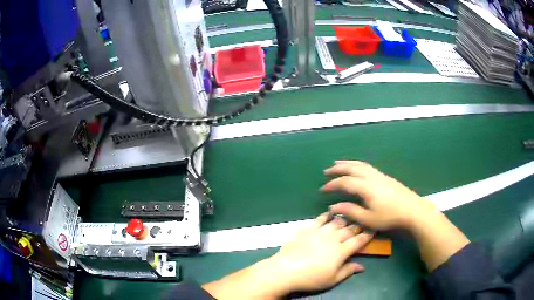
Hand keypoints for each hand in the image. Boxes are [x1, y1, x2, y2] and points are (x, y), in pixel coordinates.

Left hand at [203, 213, 373, 298]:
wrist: (286, 270)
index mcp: (341, 251)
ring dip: (344, 219)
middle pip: (349, 229)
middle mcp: (333, 238)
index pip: (358, 241)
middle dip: (358, 226)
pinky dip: (326, 215)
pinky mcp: (307, 229)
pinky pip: (319, 219)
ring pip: (336, 222)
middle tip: (363, 222)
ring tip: (349, 216)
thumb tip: (362, 266)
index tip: (373, 229)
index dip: (367, 235)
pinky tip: (329, 213)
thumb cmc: (311, 278)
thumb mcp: (332, 279)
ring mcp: (320, 232)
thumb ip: (348, 271)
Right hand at [321, 160, 438, 230]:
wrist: (412, 210)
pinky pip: (367, 166)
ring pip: (360, 165)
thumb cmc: (390, 217)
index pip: (344, 182)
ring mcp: (379, 175)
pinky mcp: (385, 176)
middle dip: (337, 169)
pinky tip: (357, 169)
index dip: (332, 185)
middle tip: (326, 171)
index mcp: (366, 187)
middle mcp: (371, 177)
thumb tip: (333, 206)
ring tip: (338, 163)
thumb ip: (350, 211)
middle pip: (351, 168)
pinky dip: (357, 165)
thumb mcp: (368, 219)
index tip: (323, 189)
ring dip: (347, 163)